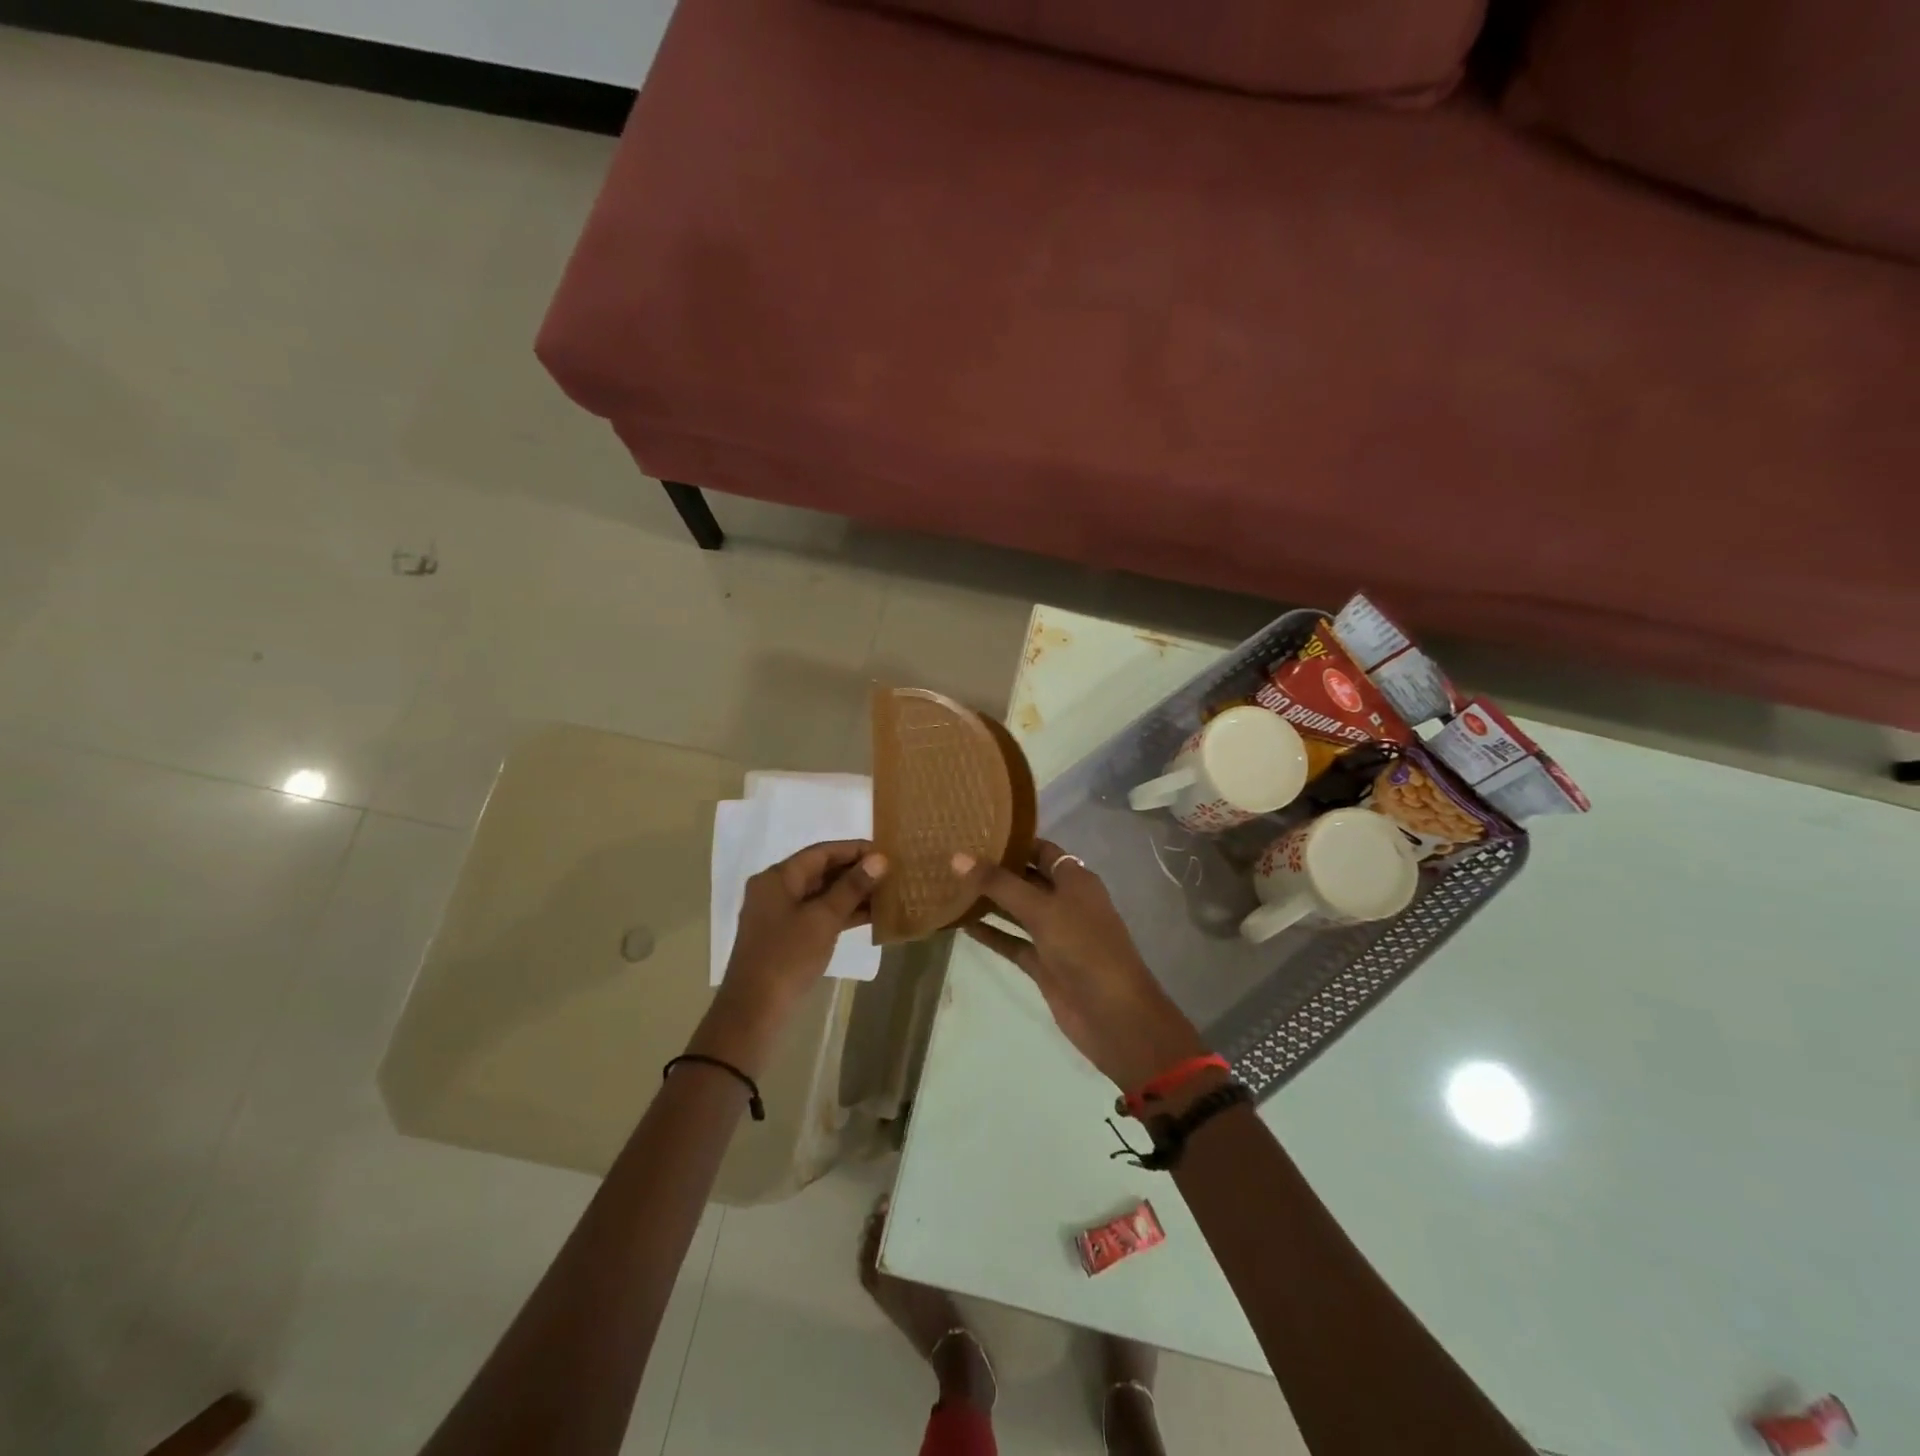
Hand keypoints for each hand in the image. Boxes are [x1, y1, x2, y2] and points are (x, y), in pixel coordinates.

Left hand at [696, 841, 886, 1073]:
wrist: (755, 1011)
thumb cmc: (788, 957)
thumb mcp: (823, 919)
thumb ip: (851, 887)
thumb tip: (879, 859)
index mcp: (778, 878)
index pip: (821, 852)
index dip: (854, 849)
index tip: (885, 852)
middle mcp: (776, 890)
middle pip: (820, 871)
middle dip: (855, 872)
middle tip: (891, 873)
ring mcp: (780, 915)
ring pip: (821, 894)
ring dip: (852, 894)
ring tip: (888, 893)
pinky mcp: (787, 937)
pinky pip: (819, 915)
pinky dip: (842, 913)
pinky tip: (871, 916)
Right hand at [953, 839, 1206, 1092]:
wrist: (1113, 1014)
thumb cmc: (1084, 947)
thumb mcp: (1041, 909)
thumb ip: (999, 884)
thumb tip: (958, 857)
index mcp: (1075, 880)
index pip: (1042, 849)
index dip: (1014, 840)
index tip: (976, 831)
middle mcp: (1065, 902)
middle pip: (1026, 878)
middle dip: (995, 870)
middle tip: (954, 857)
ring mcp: (1054, 934)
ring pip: (1017, 911)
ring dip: (989, 902)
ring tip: (950, 886)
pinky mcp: (1044, 964)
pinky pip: (1013, 942)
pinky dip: (991, 934)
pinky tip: (961, 924)